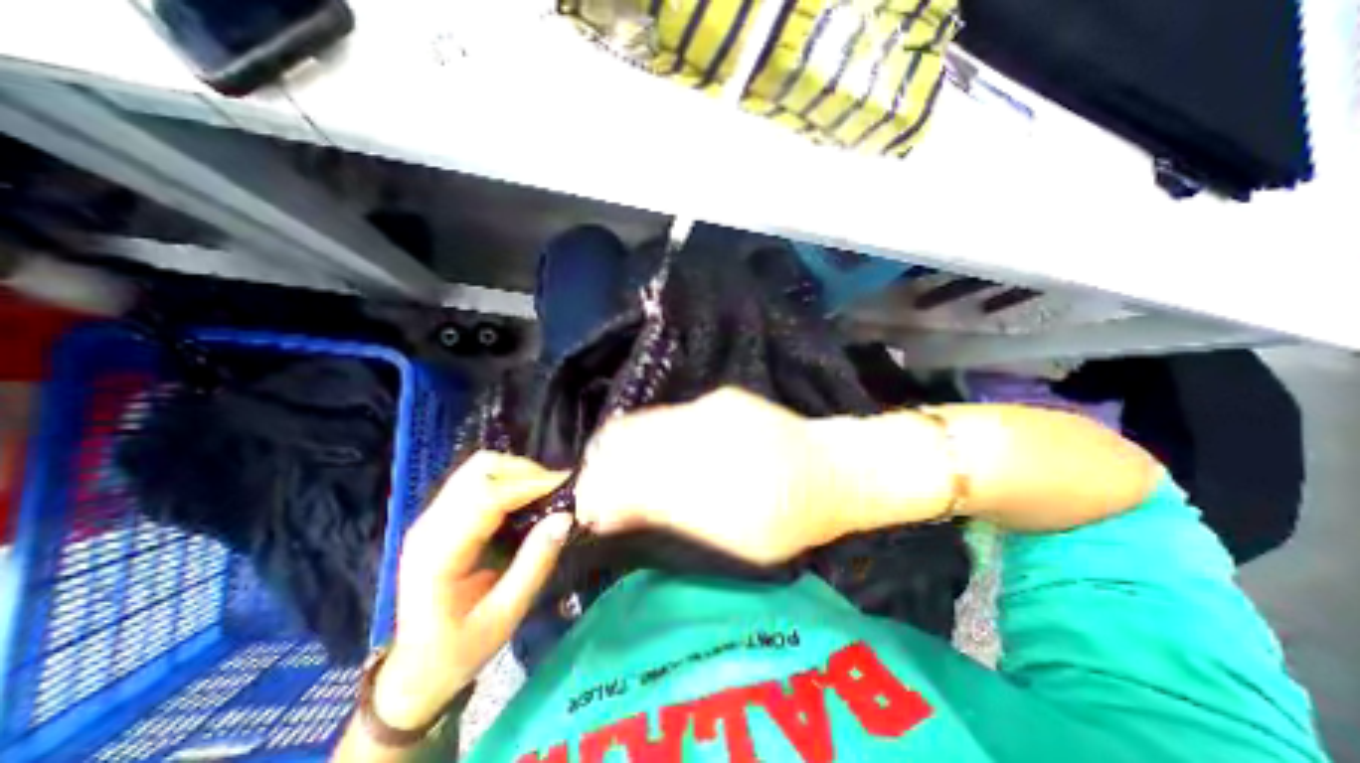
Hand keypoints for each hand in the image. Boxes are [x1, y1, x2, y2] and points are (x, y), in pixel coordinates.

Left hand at [376, 449, 571, 728]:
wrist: (414, 671)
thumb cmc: (459, 650)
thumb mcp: (504, 616)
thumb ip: (535, 564)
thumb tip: (565, 517)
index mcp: (438, 554)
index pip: (486, 498)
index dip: (529, 485)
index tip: (565, 486)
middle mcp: (430, 525)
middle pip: (480, 470)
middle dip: (525, 471)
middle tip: (557, 490)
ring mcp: (432, 517)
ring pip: (478, 467)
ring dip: (517, 471)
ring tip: (545, 491)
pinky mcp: (441, 516)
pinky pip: (477, 479)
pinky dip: (507, 478)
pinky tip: (526, 497)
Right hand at [576, 387, 852, 566]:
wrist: (834, 467)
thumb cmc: (790, 519)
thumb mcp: (734, 541)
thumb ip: (669, 518)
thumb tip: (610, 512)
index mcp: (713, 487)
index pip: (631, 482)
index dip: (600, 493)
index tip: (589, 509)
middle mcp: (708, 438)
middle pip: (630, 443)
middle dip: (603, 467)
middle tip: (597, 487)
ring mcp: (713, 409)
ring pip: (644, 423)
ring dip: (620, 447)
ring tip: (615, 466)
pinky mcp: (721, 397)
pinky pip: (668, 415)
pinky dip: (649, 433)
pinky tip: (654, 448)